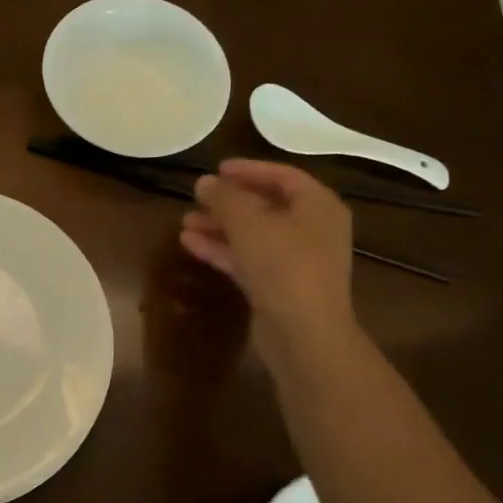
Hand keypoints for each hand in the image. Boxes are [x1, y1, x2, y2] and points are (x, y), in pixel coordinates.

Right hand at [179, 159, 356, 357]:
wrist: (304, 334)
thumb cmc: (283, 265)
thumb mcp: (248, 223)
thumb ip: (224, 198)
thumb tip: (204, 182)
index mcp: (317, 206)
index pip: (283, 175)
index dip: (249, 169)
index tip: (217, 168)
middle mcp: (312, 230)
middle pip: (266, 206)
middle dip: (228, 202)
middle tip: (197, 197)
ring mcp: (296, 260)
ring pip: (253, 234)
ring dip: (220, 227)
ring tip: (185, 222)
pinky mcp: (279, 286)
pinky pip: (248, 259)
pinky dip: (222, 250)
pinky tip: (189, 245)